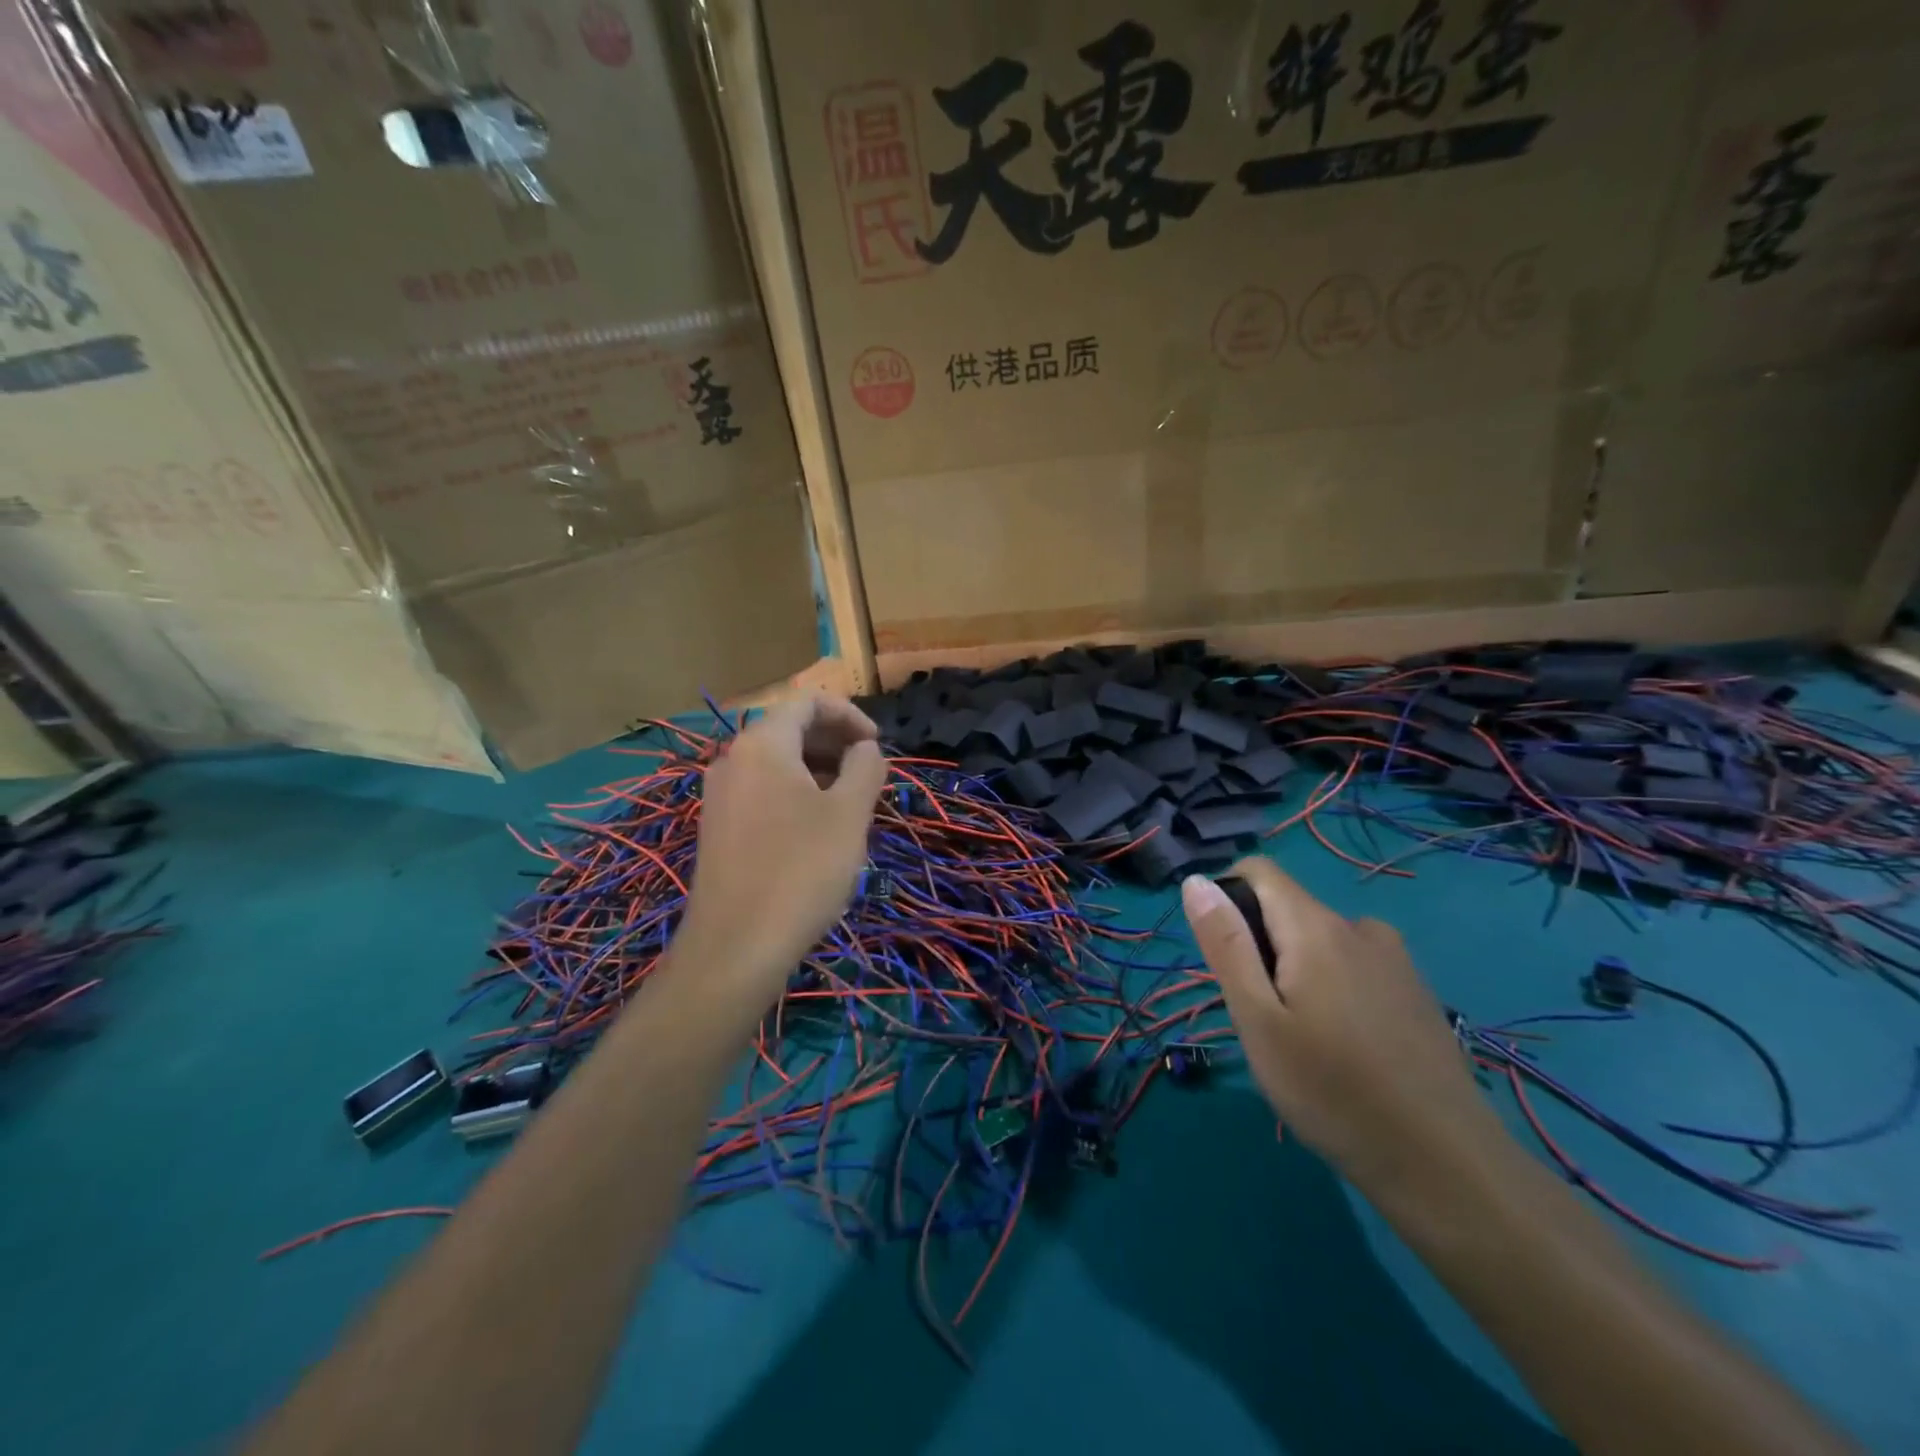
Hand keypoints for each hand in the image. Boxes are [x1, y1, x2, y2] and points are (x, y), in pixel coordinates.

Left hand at [678, 695, 888, 1003]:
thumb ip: (865, 767)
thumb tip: (866, 749)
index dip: (849, 714)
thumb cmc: (801, 870)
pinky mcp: (718, 828)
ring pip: (777, 763)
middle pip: (789, 729)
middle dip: (835, 743)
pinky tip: (818, 831)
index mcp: (762, 744)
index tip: (877, 746)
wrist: (736, 947)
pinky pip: (763, 792)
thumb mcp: (849, 814)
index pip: (807, 702)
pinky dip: (796, 794)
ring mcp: (720, 796)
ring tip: (851, 804)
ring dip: (819, 770)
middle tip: (869, 774)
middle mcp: (733, 759)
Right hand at [1181, 857, 1509, 1200]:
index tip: (1224, 958)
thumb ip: (1226, 943)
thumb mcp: (1257, 1019)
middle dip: (1260, 947)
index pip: (1258, 871)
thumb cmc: (1331, 1090)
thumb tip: (1196, 881)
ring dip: (1296, 969)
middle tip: (1261, 1018)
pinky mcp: (1415, 992)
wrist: (1445, 1166)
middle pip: (1288, 909)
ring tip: (1301, 1037)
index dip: (1226, 898)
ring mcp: (1395, 960)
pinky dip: (1332, 987)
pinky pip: (1354, 966)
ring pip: (1321, 941)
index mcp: (1316, 927)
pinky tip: (1345, 1047)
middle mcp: (1359, 927)